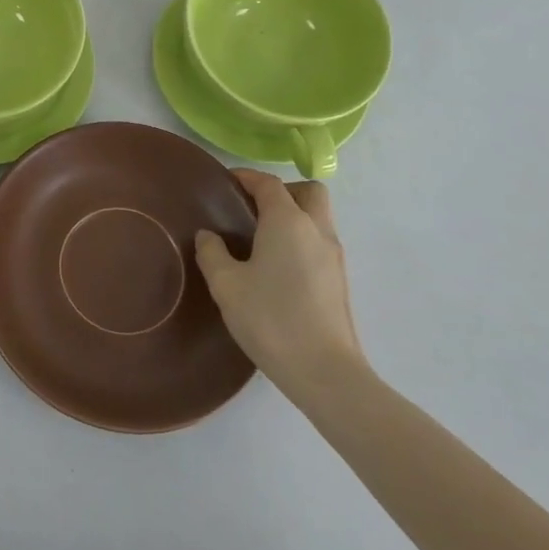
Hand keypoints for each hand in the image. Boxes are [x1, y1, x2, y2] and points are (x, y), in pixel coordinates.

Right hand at [194, 170, 367, 406]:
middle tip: (253, 207)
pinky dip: (301, 239)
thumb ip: (212, 253)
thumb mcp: (226, 285)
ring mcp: (333, 256)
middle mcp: (316, 230)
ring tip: (261, 238)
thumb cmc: (270, 319)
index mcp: (287, 222)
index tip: (227, 181)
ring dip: (294, 215)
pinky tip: (277, 267)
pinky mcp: (339, 280)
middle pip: (307, 192)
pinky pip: (319, 242)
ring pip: (318, 217)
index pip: (269, 184)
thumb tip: (208, 236)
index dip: (247, 177)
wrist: (324, 372)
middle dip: (282, 191)